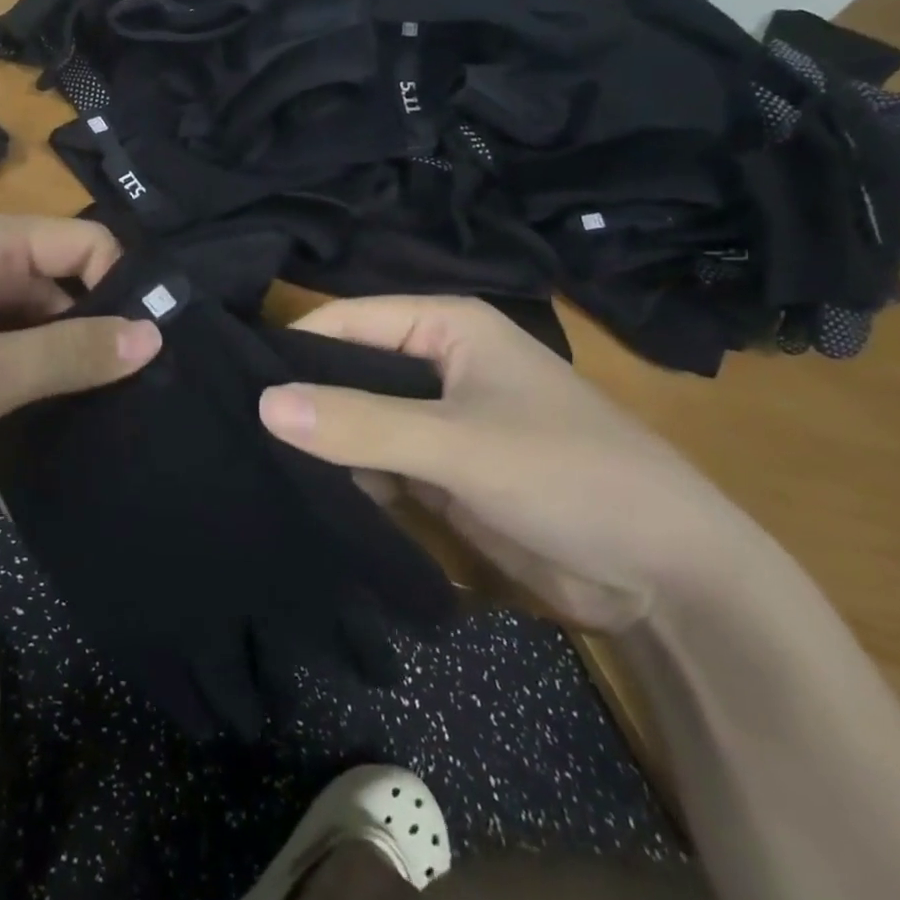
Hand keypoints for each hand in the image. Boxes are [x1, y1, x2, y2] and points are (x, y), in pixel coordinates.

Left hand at [0, 213, 161, 498]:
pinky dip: (26, 371)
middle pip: (66, 277)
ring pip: (35, 314)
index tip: (147, 357)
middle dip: (97, 329)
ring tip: (98, 414)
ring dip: (62, 357)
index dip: (124, 291)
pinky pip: (2, 339)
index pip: (91, 242)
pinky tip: (44, 416)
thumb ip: (71, 353)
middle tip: (131, 397)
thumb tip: (156, 333)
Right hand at [257, 296, 757, 631]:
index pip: (345, 321)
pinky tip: (299, 491)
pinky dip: (345, 475)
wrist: (669, 579)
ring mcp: (436, 419)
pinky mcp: (439, 470)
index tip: (230, 382)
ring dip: (319, 441)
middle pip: (346, 368)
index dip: (292, 348)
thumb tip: (261, 402)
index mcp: (445, 326)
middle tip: (230, 428)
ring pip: (357, 418)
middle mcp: (436, 362)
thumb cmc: (569, 476)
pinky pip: (375, 460)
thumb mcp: (459, 445)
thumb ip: (361, 423)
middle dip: (301, 398)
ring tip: (250, 460)